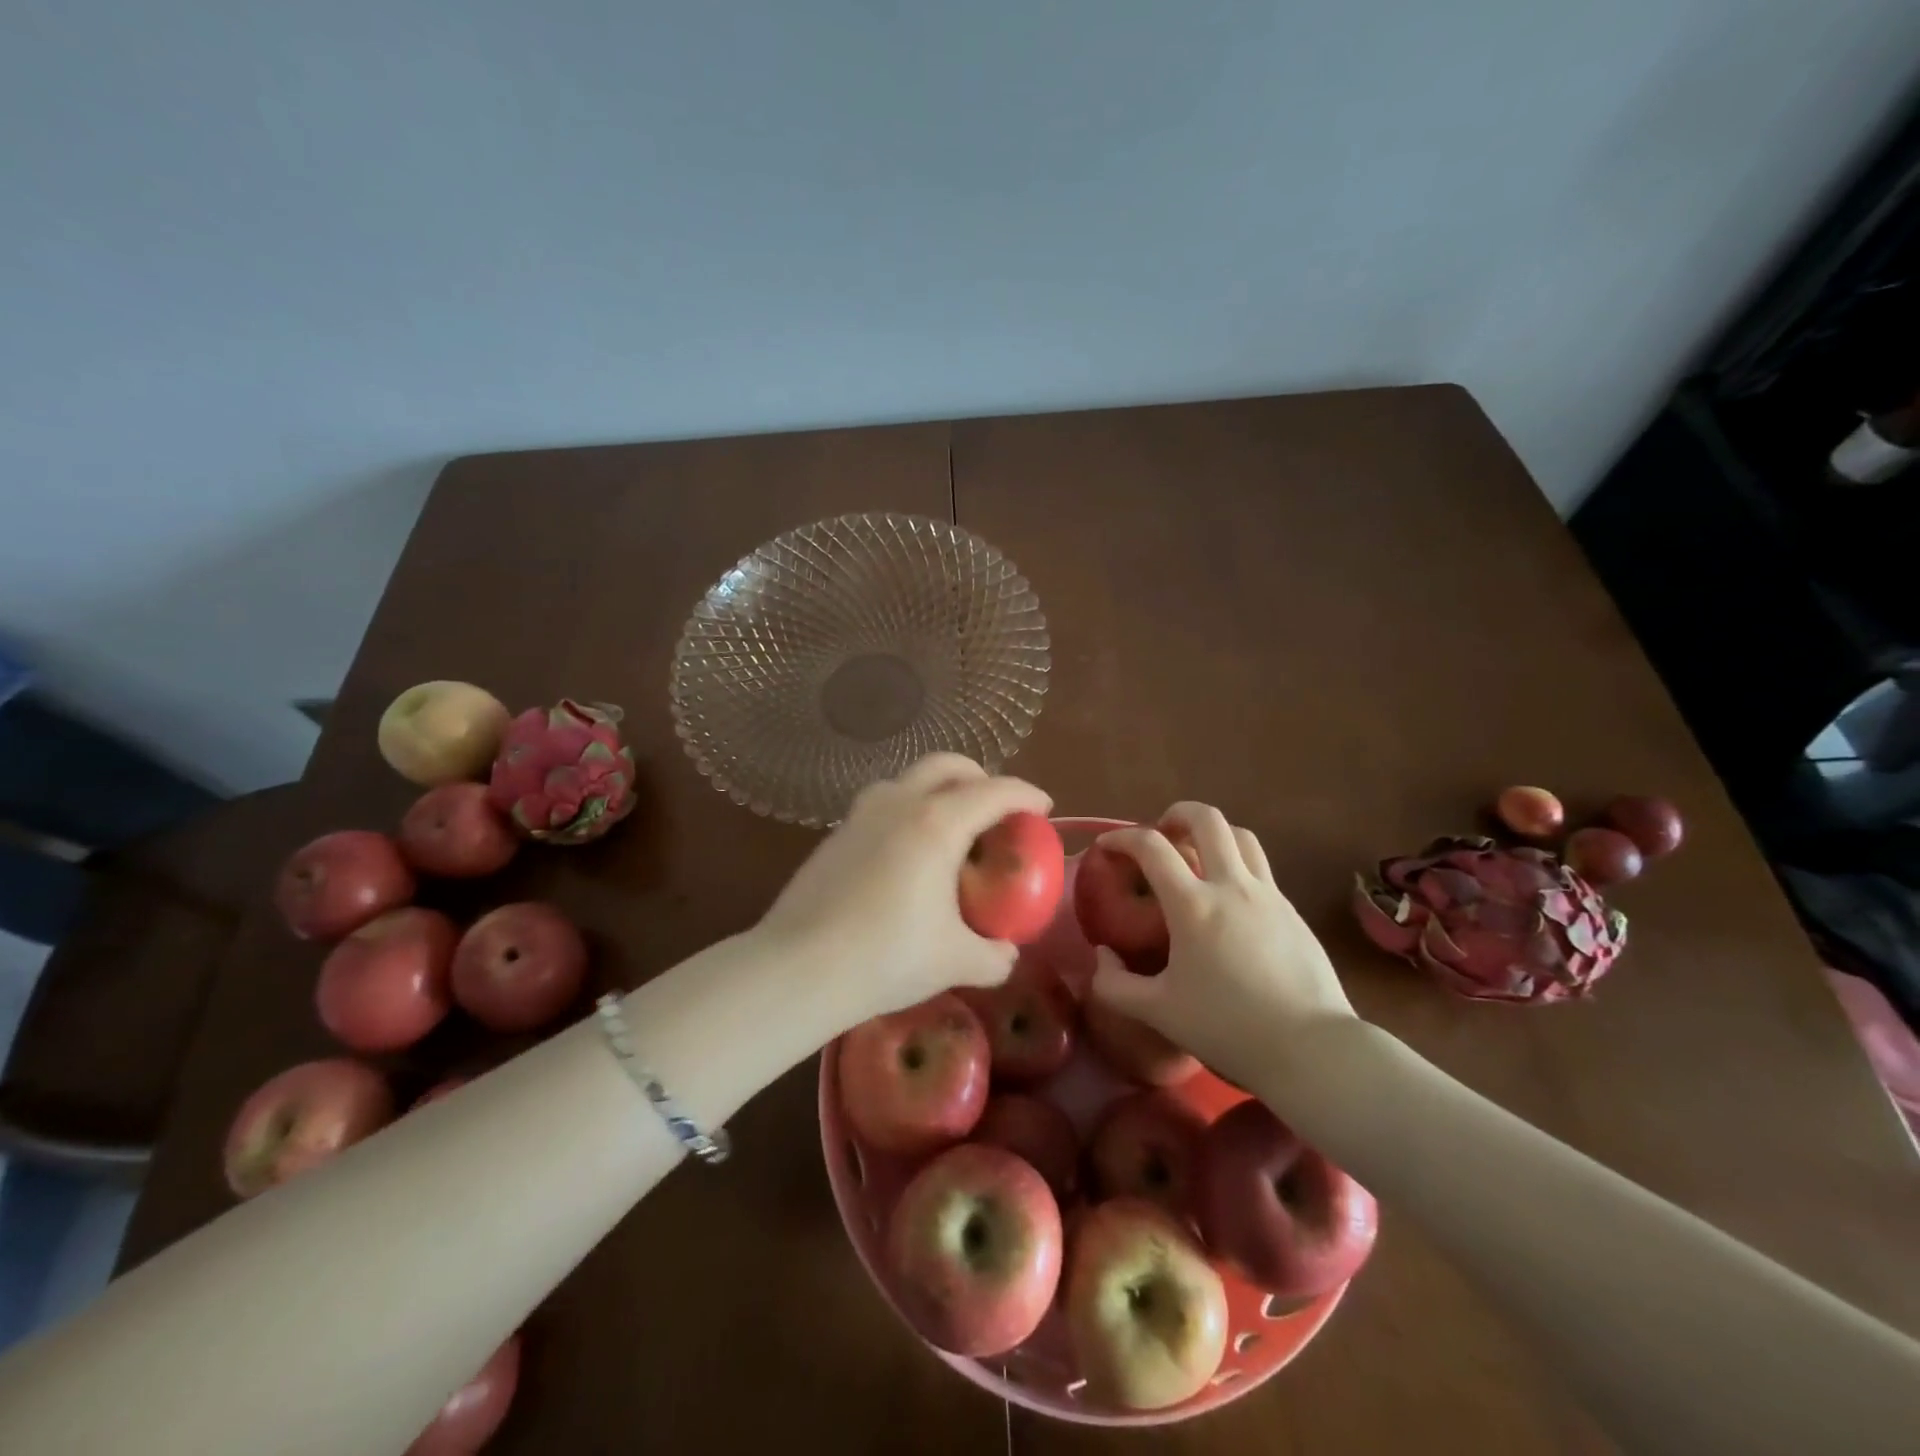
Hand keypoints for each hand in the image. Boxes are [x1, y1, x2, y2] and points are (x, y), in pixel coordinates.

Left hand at [758, 754, 1052, 1031]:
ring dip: (938, 789)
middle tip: (996, 807)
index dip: (1026, 794)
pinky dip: (907, 811)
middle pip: (947, 765)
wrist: (798, 968)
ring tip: (950, 828)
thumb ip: (994, 956)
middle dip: (980, 776)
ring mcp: (860, 814)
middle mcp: (899, 804)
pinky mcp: (835, 833)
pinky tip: (906, 854)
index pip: (994, 791)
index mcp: (937, 824)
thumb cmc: (886, 958)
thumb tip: (1006, 953)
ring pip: (908, 779)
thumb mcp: (955, 961)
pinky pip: (883, 804)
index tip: (1043, 807)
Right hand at [1088, 803, 1356, 1092]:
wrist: (1313, 1051)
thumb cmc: (1229, 1029)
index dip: (1122, 837)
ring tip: (1197, 854)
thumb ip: (1115, 984)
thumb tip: (1102, 956)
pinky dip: (1238, 865)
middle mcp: (1232, 886)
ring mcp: (1269, 895)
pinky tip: (1230, 900)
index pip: (1151, 846)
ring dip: (1214, 833)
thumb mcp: (1158, 1012)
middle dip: (1177, 814)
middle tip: (1161, 833)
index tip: (1107, 846)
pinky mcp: (1293, 912)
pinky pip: (1261, 869)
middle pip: (1207, 820)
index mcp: (1193, 905)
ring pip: (1242, 836)